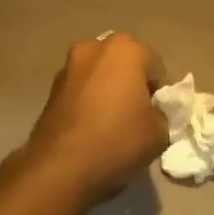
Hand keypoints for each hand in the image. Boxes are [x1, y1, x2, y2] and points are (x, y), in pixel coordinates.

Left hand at [22, 34, 168, 199]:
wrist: (60, 166)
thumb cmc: (117, 140)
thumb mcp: (159, 133)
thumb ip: (161, 115)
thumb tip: (151, 114)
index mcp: (126, 49)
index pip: (155, 65)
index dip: (160, 91)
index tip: (157, 114)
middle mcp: (95, 48)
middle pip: (125, 63)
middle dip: (132, 83)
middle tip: (137, 114)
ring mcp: (69, 66)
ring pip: (100, 74)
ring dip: (108, 89)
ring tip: (112, 122)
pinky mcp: (52, 87)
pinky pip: (81, 89)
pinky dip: (89, 100)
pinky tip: (91, 127)